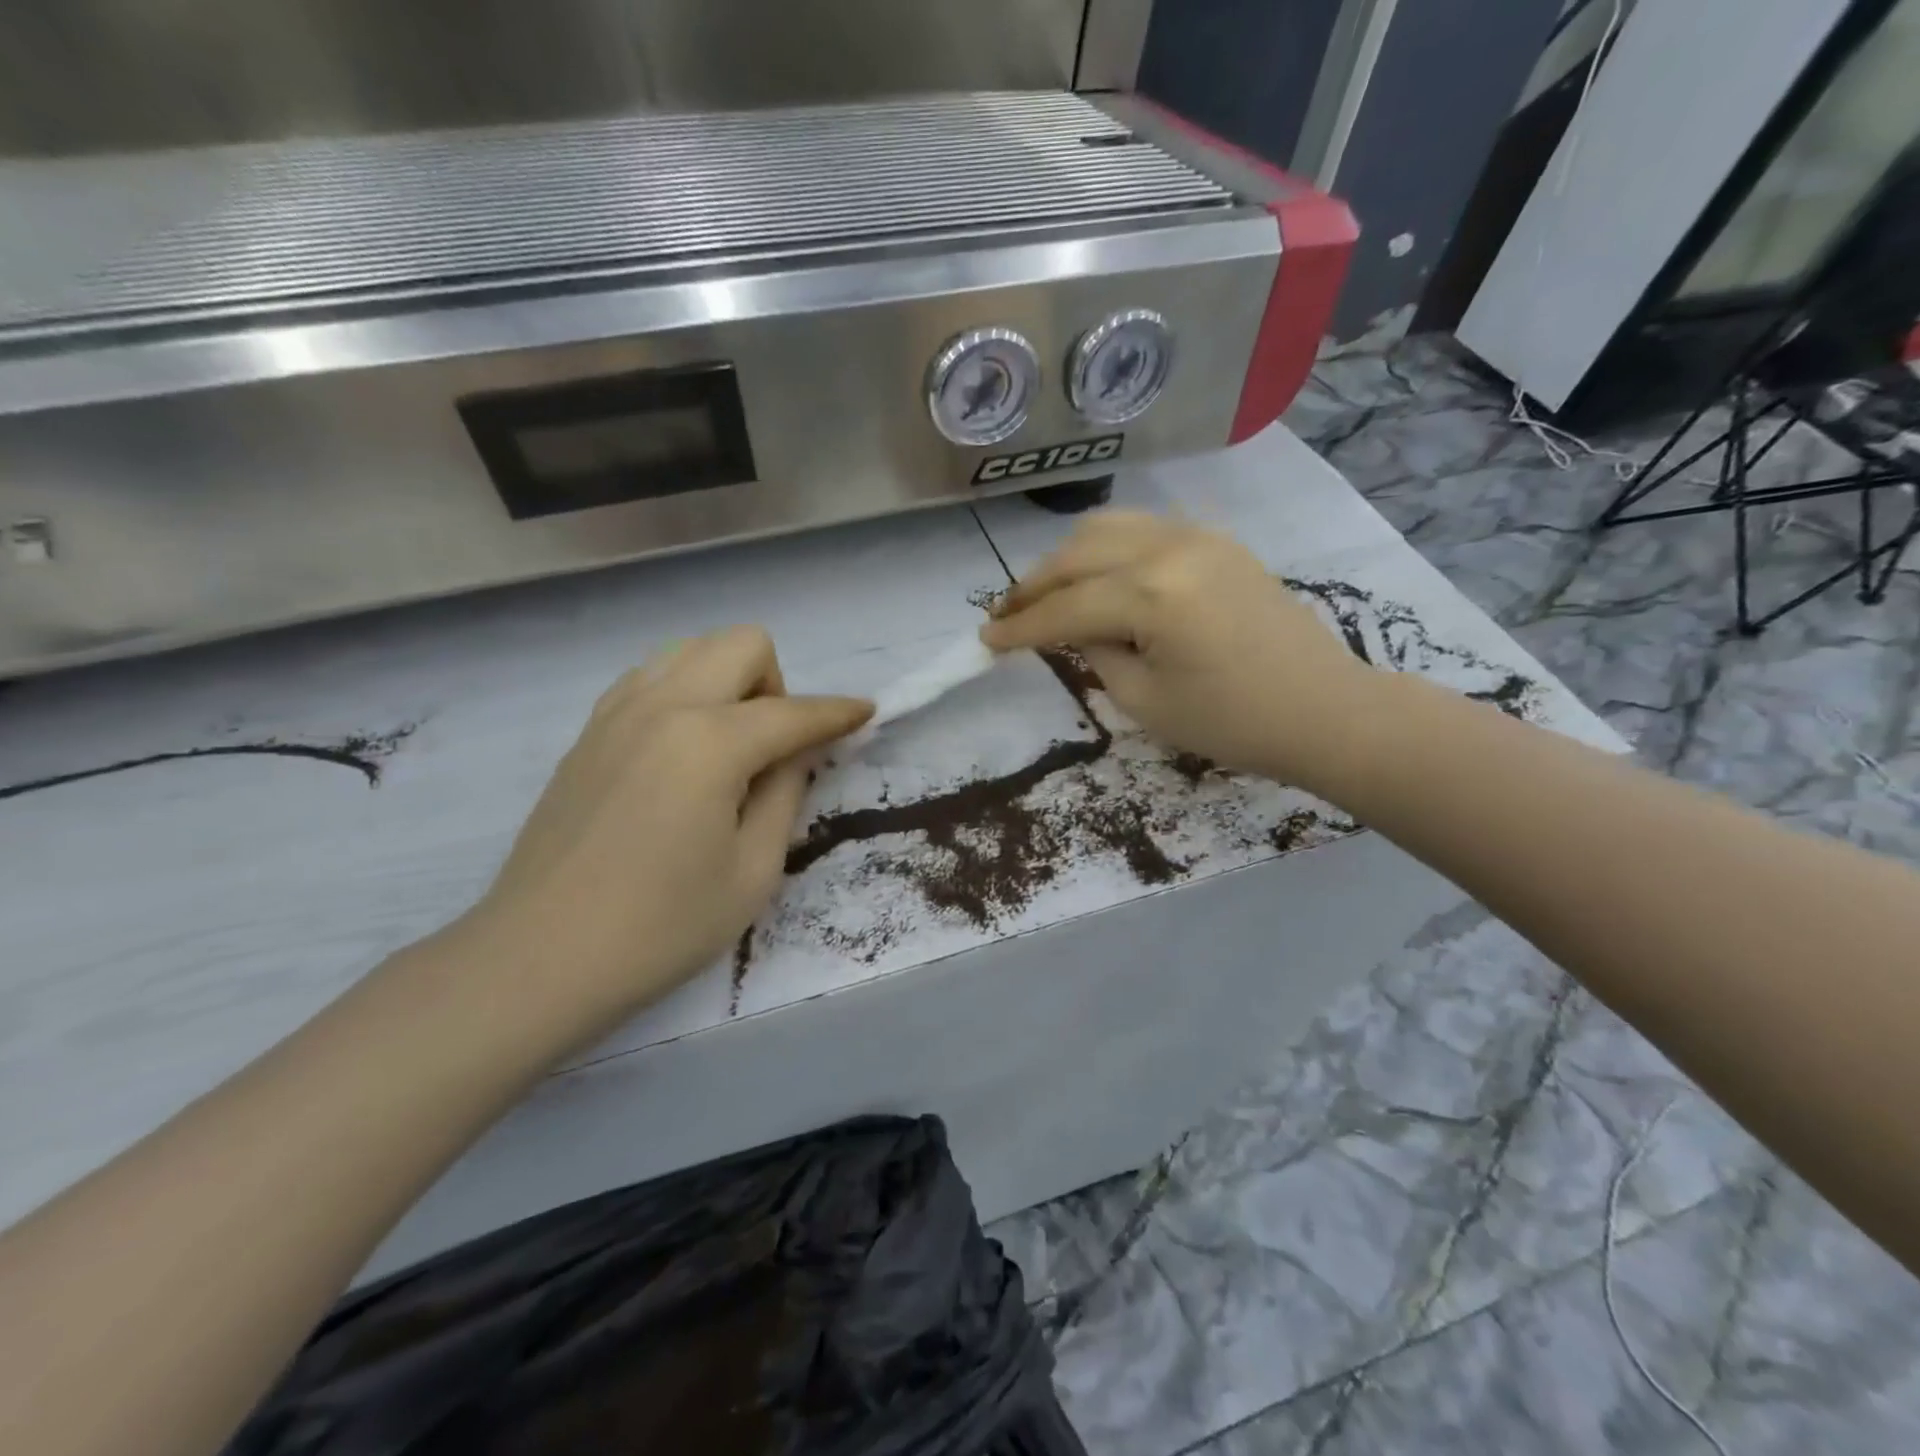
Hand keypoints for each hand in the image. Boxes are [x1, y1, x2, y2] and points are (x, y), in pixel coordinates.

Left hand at [463, 627, 870, 1037]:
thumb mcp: (753, 870)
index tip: (866, 713)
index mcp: (710, 742)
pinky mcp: (588, 733)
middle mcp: (663, 707)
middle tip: (773, 749)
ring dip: (727, 681)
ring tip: (727, 748)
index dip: (839, 713)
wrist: (539, 959)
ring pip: (691, 650)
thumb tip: (795, 752)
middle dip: (776, 684)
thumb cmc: (662, 928)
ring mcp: (617, 713)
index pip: (794, 712)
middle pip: (741, 645)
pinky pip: (650, 678)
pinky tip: (681, 752)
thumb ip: (785, 794)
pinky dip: (683, 693)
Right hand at [981, 513, 1381, 791]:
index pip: (1065, 608)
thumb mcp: (1144, 700)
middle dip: (1033, 587)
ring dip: (1066, 559)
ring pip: (1106, 528)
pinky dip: (1107, 548)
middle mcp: (1169, 548)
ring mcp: (1196, 536)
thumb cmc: (1232, 722)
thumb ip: (1096, 652)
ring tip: (1046, 593)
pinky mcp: (1216, 540)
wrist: (1323, 709)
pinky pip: (1143, 528)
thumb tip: (1073, 628)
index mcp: (1151, 594)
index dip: (1020, 628)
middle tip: (1004, 616)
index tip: (985, 641)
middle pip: (1076, 555)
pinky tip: (1098, 575)